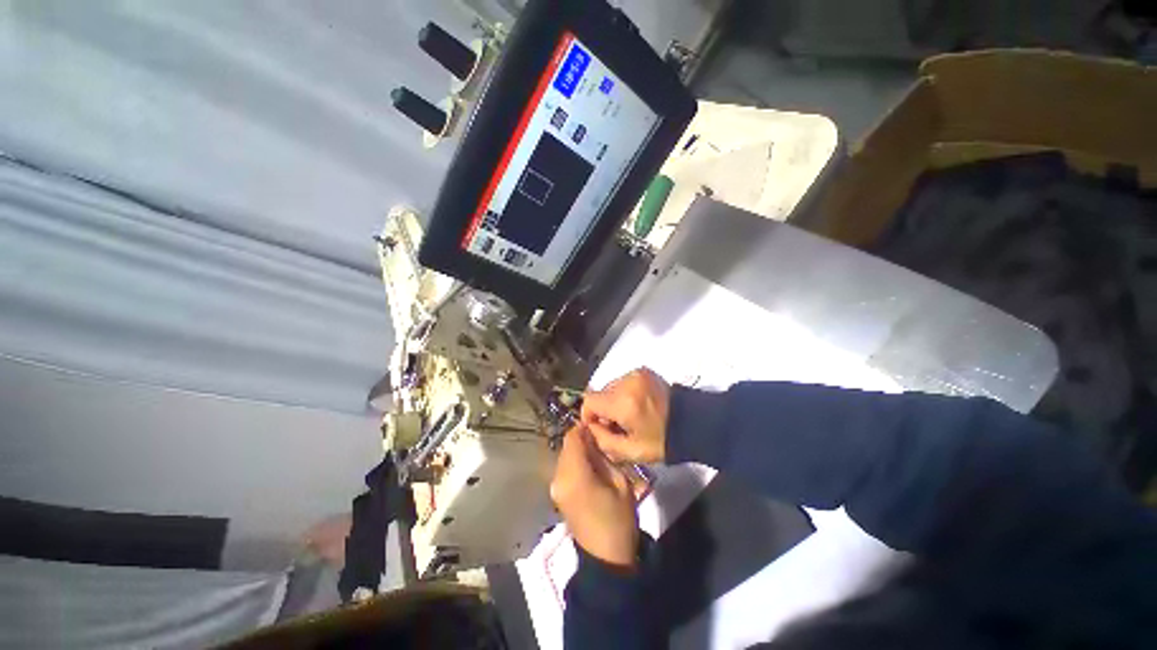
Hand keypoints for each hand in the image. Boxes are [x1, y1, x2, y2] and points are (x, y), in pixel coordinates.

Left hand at [550, 425, 638, 568]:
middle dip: (582, 439)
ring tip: (597, 455)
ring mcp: (555, 488)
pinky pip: (564, 469)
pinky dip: (574, 463)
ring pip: (564, 456)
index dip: (584, 428)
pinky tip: (589, 469)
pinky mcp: (557, 495)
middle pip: (566, 446)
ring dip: (578, 451)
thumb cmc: (619, 519)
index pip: (572, 438)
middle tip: (601, 440)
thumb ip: (604, 457)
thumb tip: (595, 440)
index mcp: (575, 475)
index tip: (599, 426)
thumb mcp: (621, 483)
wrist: (606, 559)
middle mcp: (559, 478)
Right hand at [581, 368, 670, 463]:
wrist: (692, 423)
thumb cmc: (661, 441)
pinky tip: (636, 405)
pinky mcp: (643, 371)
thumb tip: (590, 426)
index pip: (589, 400)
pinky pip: (623, 382)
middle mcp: (627, 382)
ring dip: (613, 400)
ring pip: (610, 387)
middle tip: (617, 424)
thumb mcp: (630, 452)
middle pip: (600, 393)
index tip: (599, 427)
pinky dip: (624, 393)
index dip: (589, 415)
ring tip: (628, 414)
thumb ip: (603, 440)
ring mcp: (636, 374)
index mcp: (623, 403)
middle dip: (603, 409)